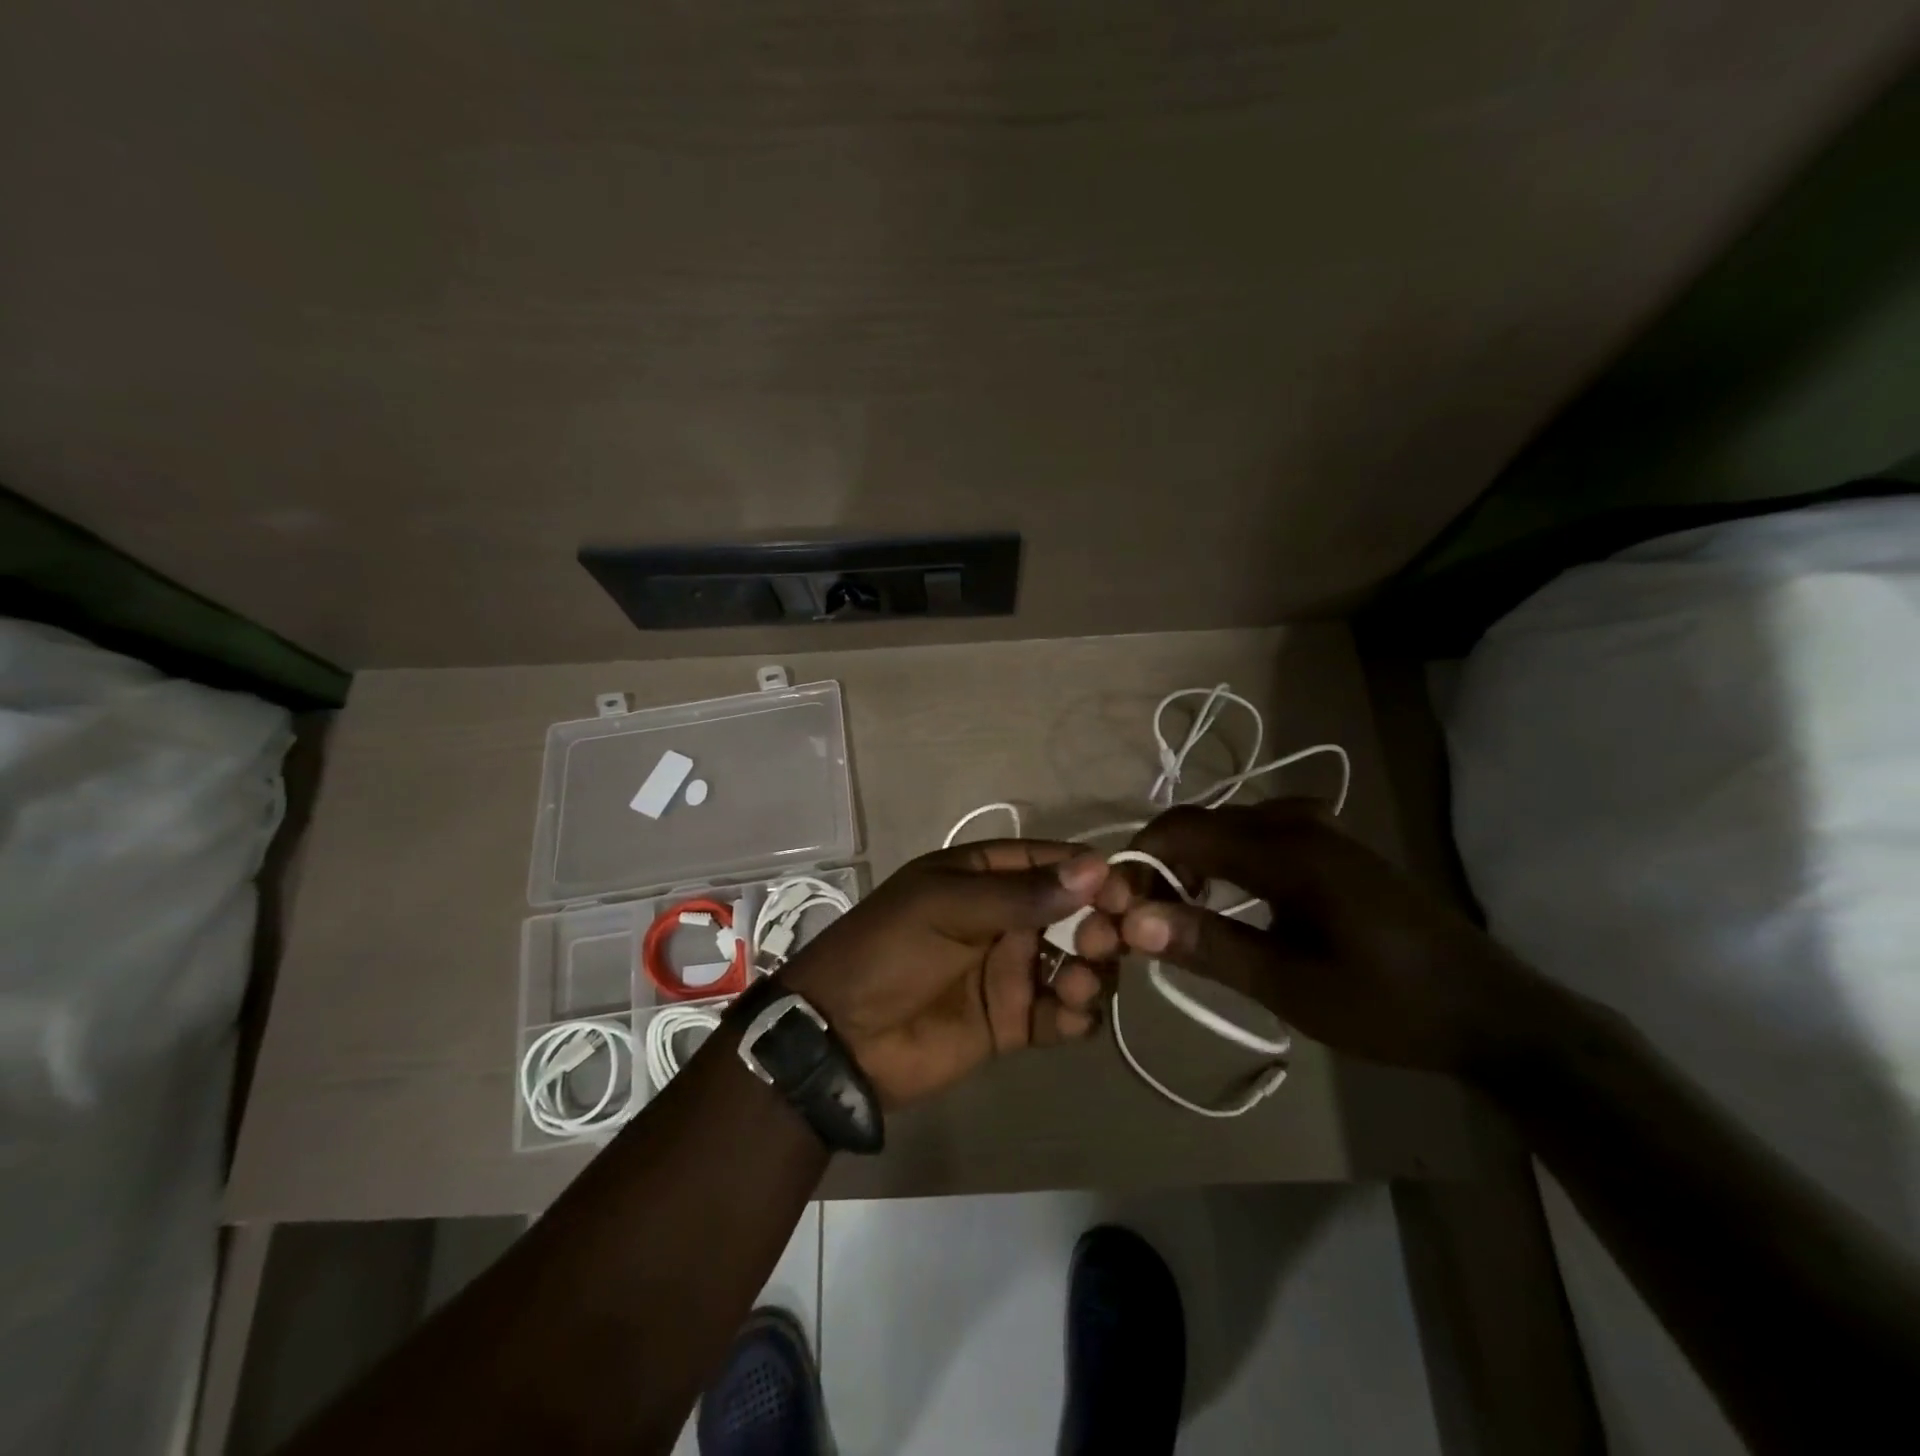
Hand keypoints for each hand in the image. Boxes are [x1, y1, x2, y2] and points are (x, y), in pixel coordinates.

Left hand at [776, 841, 1114, 1105]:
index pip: (1052, 863)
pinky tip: (1069, 1017)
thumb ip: (1021, 894)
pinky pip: (1061, 1013)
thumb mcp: (946, 908)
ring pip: (1077, 963)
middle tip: (1104, 941)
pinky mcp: (1013, 1021)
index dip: (1091, 873)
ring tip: (1076, 985)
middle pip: (1075, 913)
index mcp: (984, 876)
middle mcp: (1005, 918)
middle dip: (1100, 924)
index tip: (1124, 892)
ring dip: (1092, 971)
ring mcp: (1010, 970)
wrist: (841, 1037)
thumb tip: (1096, 868)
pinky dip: (1077, 1015)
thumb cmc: (889, 951)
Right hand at [1078, 801, 1551, 1077]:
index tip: (1116, 907)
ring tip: (1176, 914)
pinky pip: (1253, 833)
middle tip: (1143, 918)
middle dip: (1160, 863)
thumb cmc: (1387, 1004)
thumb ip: (1208, 946)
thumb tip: (1132, 922)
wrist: (1488, 1011)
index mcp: (1286, 849)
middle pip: (1199, 822)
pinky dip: (1222, 860)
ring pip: (1224, 826)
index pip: (1182, 832)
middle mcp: (1297, 820)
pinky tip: (1224, 899)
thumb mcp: (1290, 986)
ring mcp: (1318, 826)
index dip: (1138, 863)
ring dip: (1190, 862)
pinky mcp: (1329, 841)